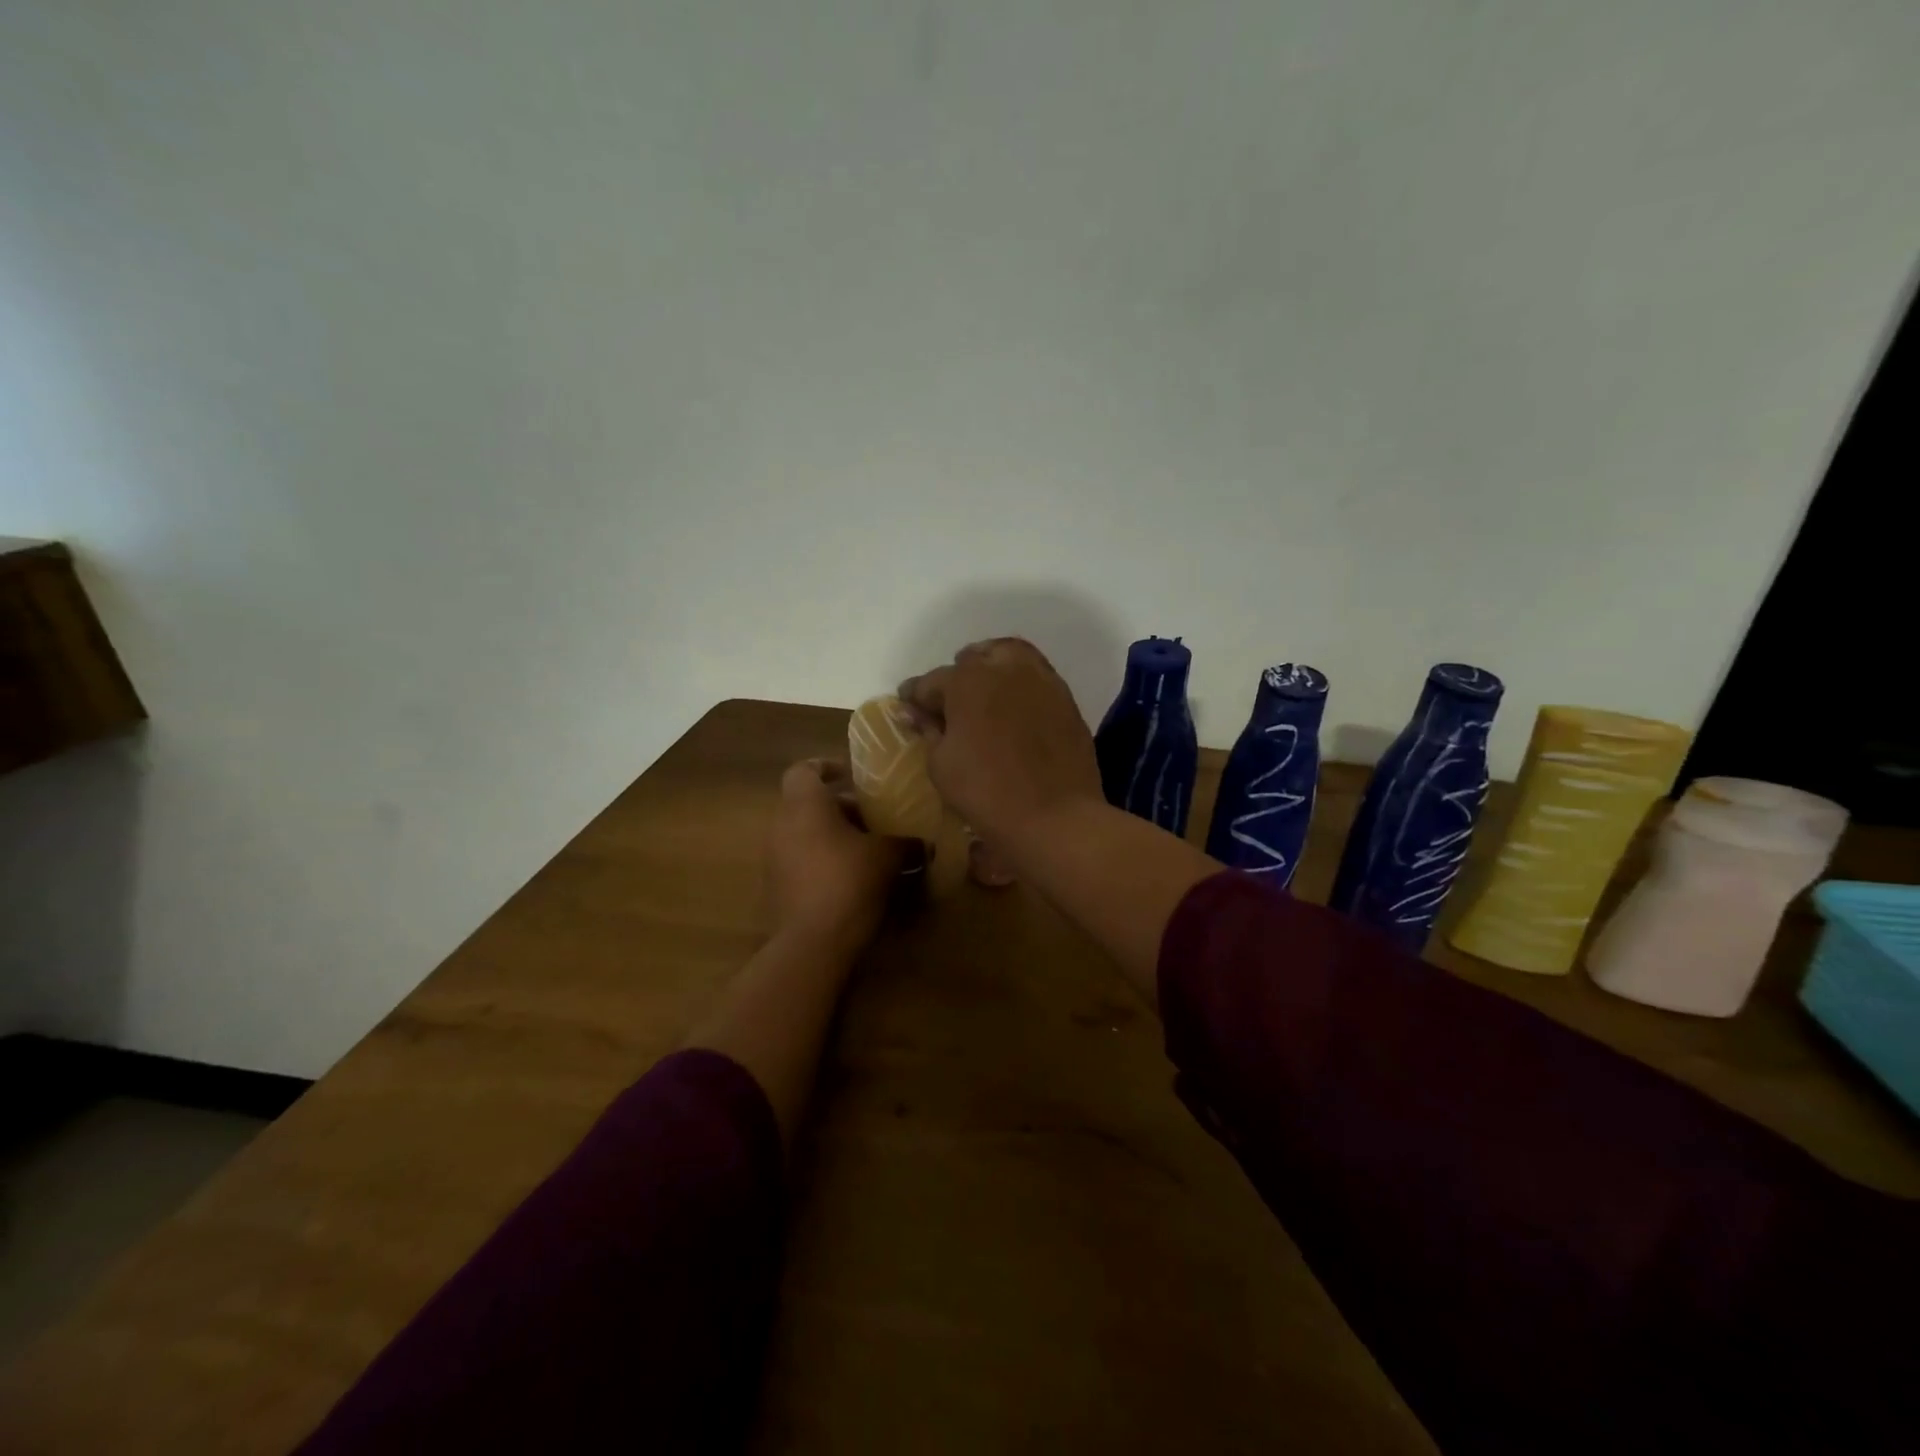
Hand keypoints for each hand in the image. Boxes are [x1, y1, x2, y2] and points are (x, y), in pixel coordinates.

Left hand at [767, 759, 910, 955]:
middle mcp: (781, 825)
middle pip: (808, 804)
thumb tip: (923, 843)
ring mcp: (773, 858)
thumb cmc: (848, 882)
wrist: (811, 943)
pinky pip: (800, 860)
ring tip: (867, 849)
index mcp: (804, 805)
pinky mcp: (775, 887)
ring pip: (804, 833)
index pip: (804, 769)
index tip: (852, 777)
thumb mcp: (887, 856)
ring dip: (832, 835)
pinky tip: (852, 878)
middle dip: (841, 809)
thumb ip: (904, 842)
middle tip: (874, 819)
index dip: (827, 767)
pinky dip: (822, 860)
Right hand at [897, 638, 1102, 847]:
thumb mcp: (941, 765)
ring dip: (991, 669)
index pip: (930, 682)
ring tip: (984, 694)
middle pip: (973, 659)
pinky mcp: (1065, 698)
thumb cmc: (987, 792)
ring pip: (1010, 657)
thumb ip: (929, 731)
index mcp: (966, 680)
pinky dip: (1019, 685)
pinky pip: (1036, 678)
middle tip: (949, 703)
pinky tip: (1014, 709)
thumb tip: (919, 714)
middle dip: (956, 677)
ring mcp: (1041, 680)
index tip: (908, 707)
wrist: (1056, 816)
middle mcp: (1004, 668)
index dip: (915, 696)